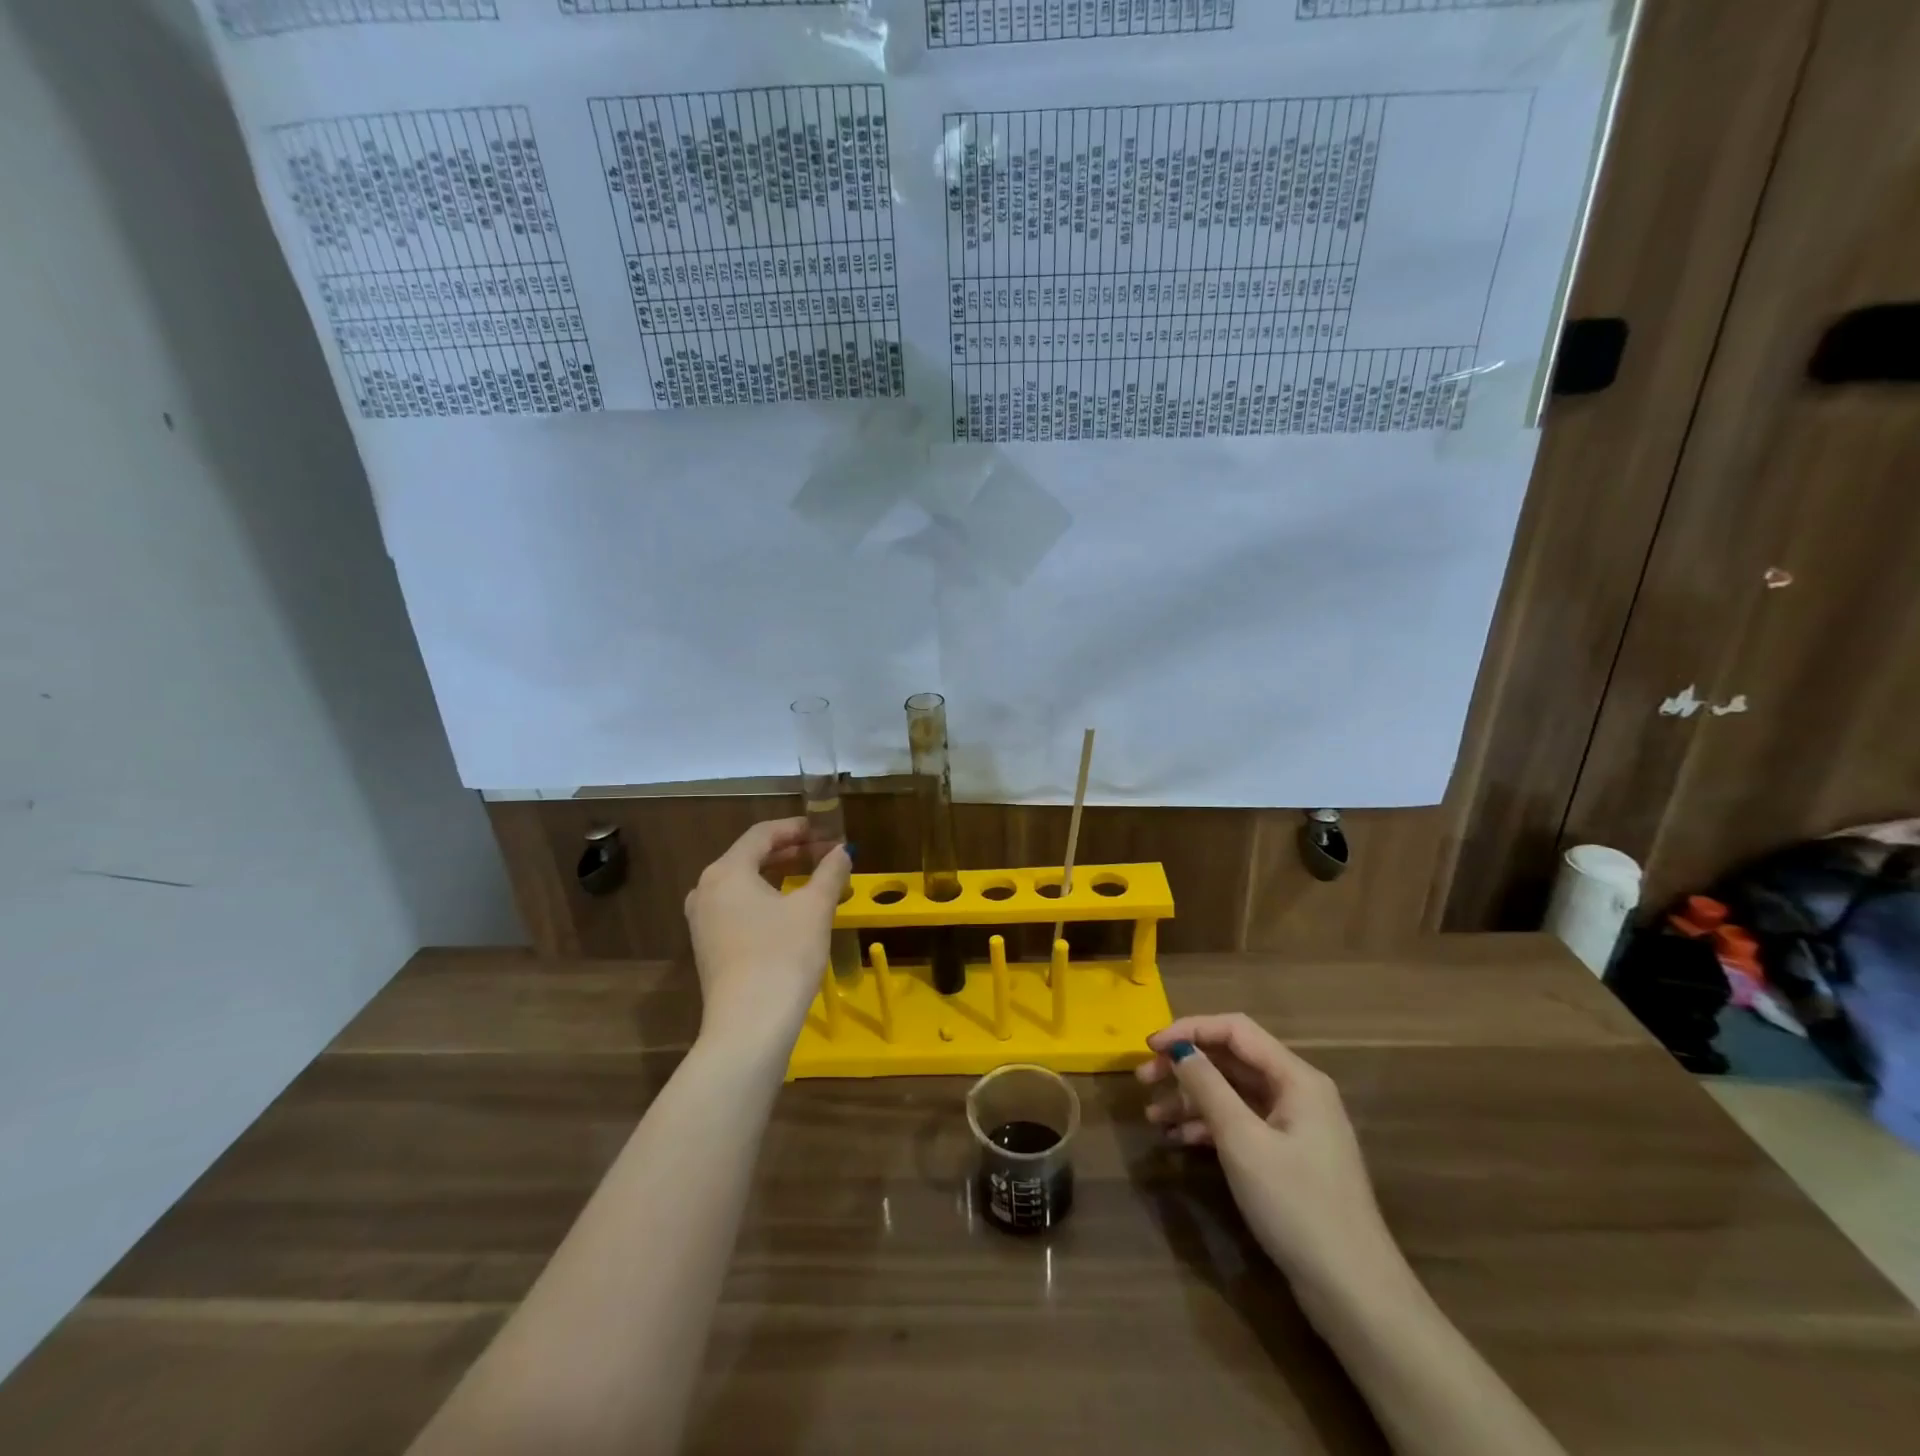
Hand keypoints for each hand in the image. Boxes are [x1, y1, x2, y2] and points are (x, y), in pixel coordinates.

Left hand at [683, 819, 850, 1058]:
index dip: (796, 828)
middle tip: (824, 854)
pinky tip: (790, 911)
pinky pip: (737, 908)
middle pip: (750, 856)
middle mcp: (706, 889)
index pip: (762, 834)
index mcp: (726, 871)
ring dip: (778, 875)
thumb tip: (843, 851)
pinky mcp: (708, 948)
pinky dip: (765, 899)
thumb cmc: (783, 955)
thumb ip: (830, 873)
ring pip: (743, 884)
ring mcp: (702, 921)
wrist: (749, 1026)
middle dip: (790, 852)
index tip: (825, 831)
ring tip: (811, 879)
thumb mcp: (814, 908)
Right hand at [1137, 1013, 1399, 1304]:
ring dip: (1192, 1098)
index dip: (1189, 1030)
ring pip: (1233, 1093)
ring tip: (1153, 1117)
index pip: (1235, 1030)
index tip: (1149, 1046)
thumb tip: (1179, 1049)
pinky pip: (1241, 1123)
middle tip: (1143, 1080)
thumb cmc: (1297, 1206)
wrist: (1354, 1293)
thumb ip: (1208, 1087)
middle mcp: (1297, 1092)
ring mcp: (1294, 1126)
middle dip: (1186, 1065)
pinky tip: (1179, 1140)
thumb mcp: (1243, 1141)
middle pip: (1232, 1060)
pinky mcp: (1287, 1157)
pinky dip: (1209, 1126)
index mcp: (1296, 1078)